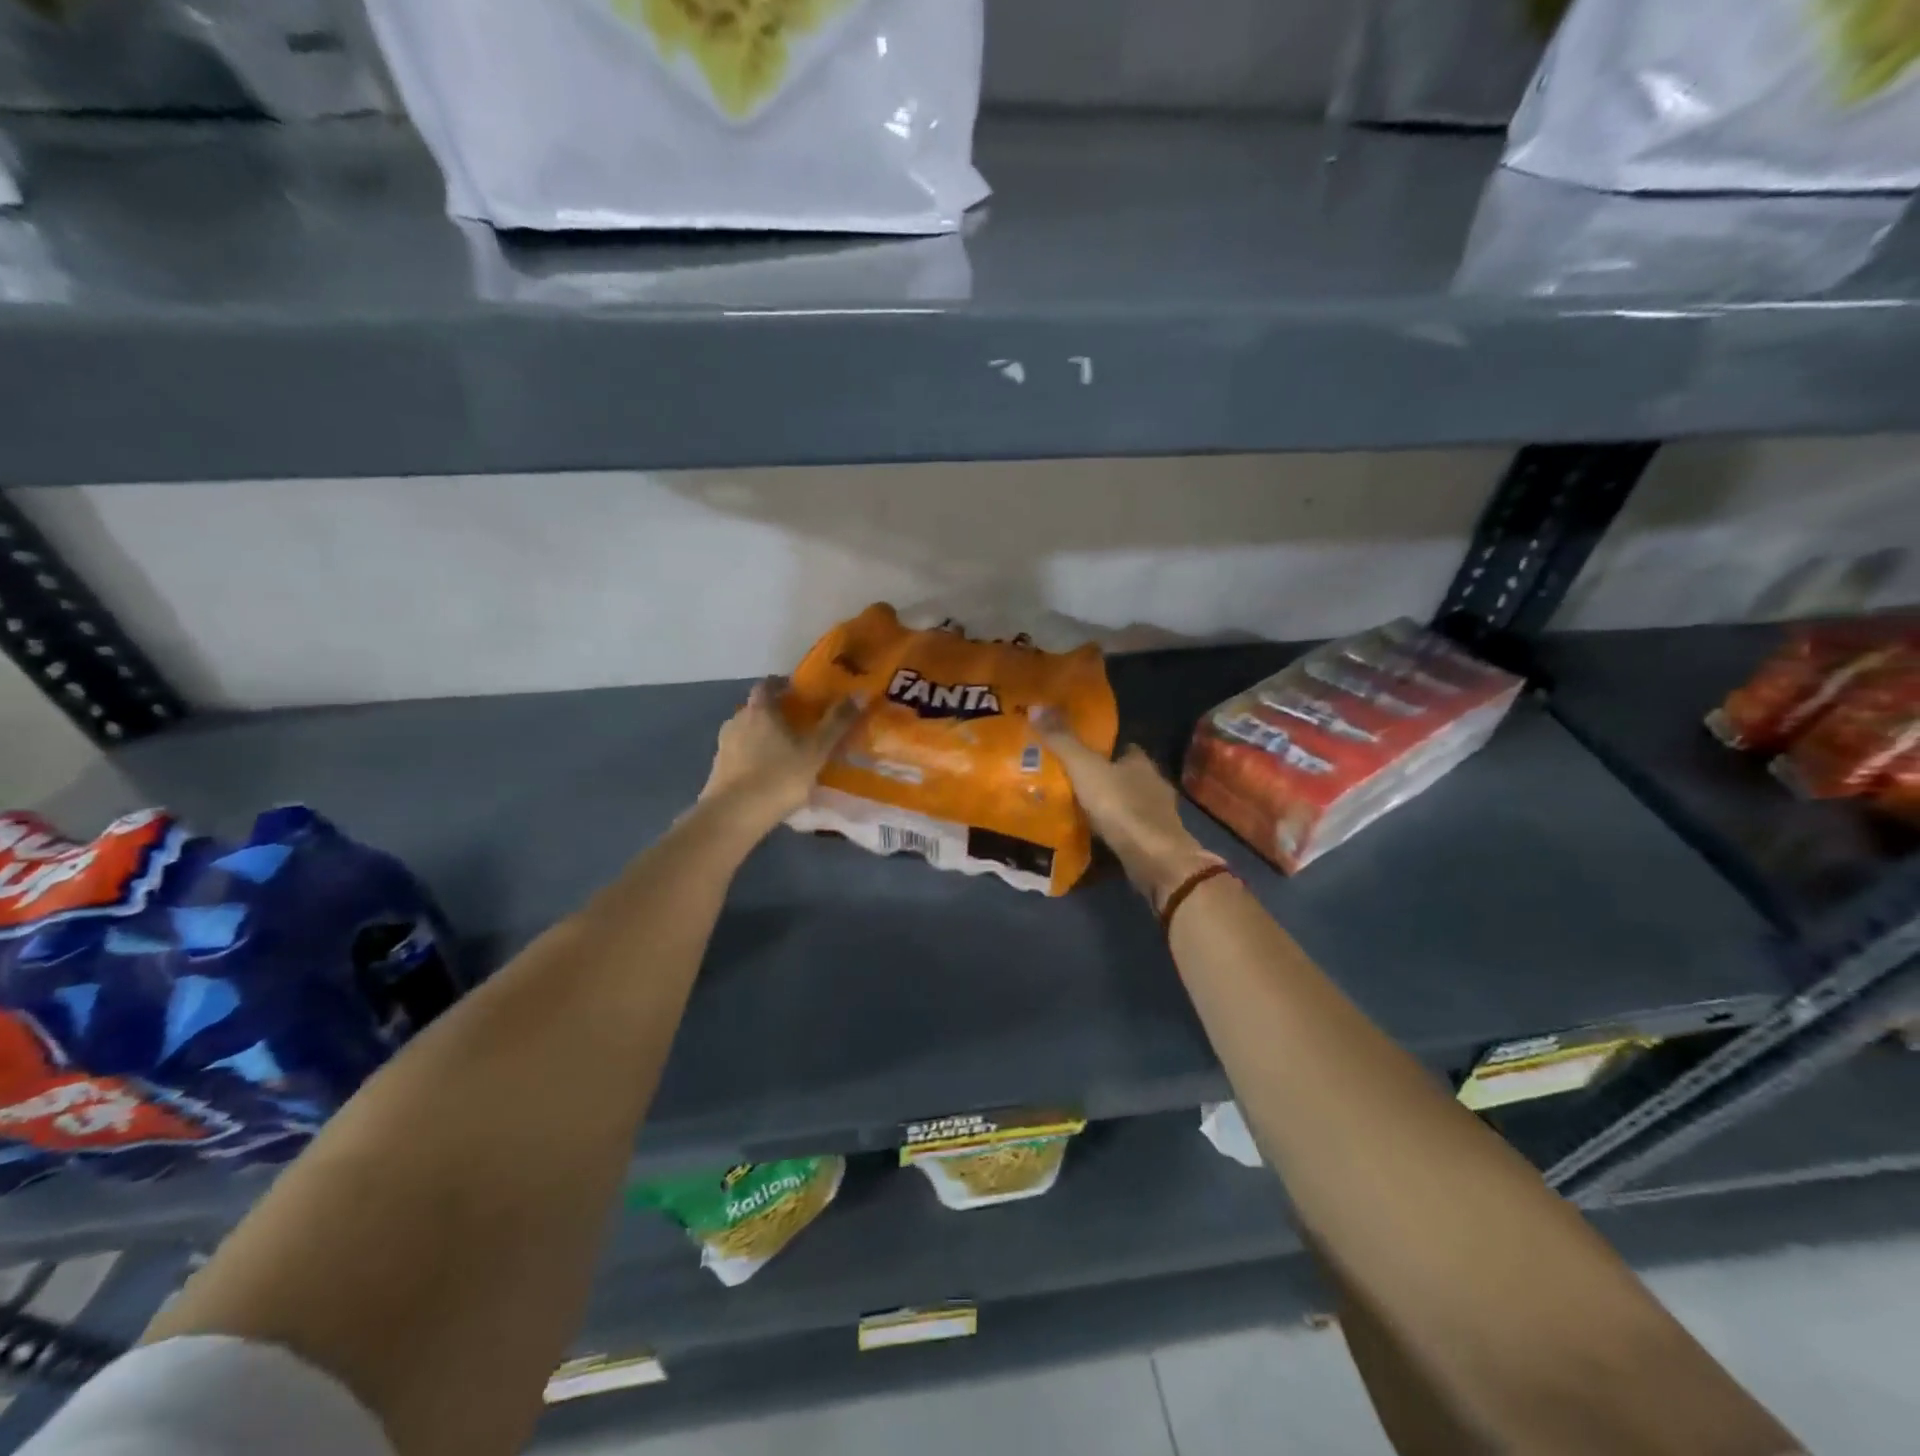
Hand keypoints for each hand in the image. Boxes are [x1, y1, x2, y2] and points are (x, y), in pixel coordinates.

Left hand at [701, 678, 861, 831]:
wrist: (734, 815)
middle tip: (798, 725)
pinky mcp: (718, 769)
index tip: (799, 692)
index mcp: (759, 710)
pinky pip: (739, 755)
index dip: (782, 685)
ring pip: (747, 732)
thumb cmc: (779, 776)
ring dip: (763, 737)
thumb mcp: (815, 750)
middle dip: (775, 713)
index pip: (767, 684)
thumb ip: (836, 723)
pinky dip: (753, 757)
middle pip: (756, 709)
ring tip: (785, 753)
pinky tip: (767, 774)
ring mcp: (723, 746)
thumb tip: (858, 694)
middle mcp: (737, 720)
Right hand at [1030, 709, 1220, 908]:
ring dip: (1110, 805)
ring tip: (1079, 808)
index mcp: (1141, 761)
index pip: (1124, 748)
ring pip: (1129, 802)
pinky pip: (1130, 828)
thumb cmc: (1121, 806)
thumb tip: (1037, 706)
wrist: (1154, 858)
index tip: (1081, 752)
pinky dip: (1115, 829)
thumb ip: (1063, 741)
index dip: (1104, 748)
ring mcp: (1158, 815)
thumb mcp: (1085, 768)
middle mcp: (1154, 784)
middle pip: (1126, 775)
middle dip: (1105, 778)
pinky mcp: (1156, 841)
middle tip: (1073, 781)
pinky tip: (1096, 834)